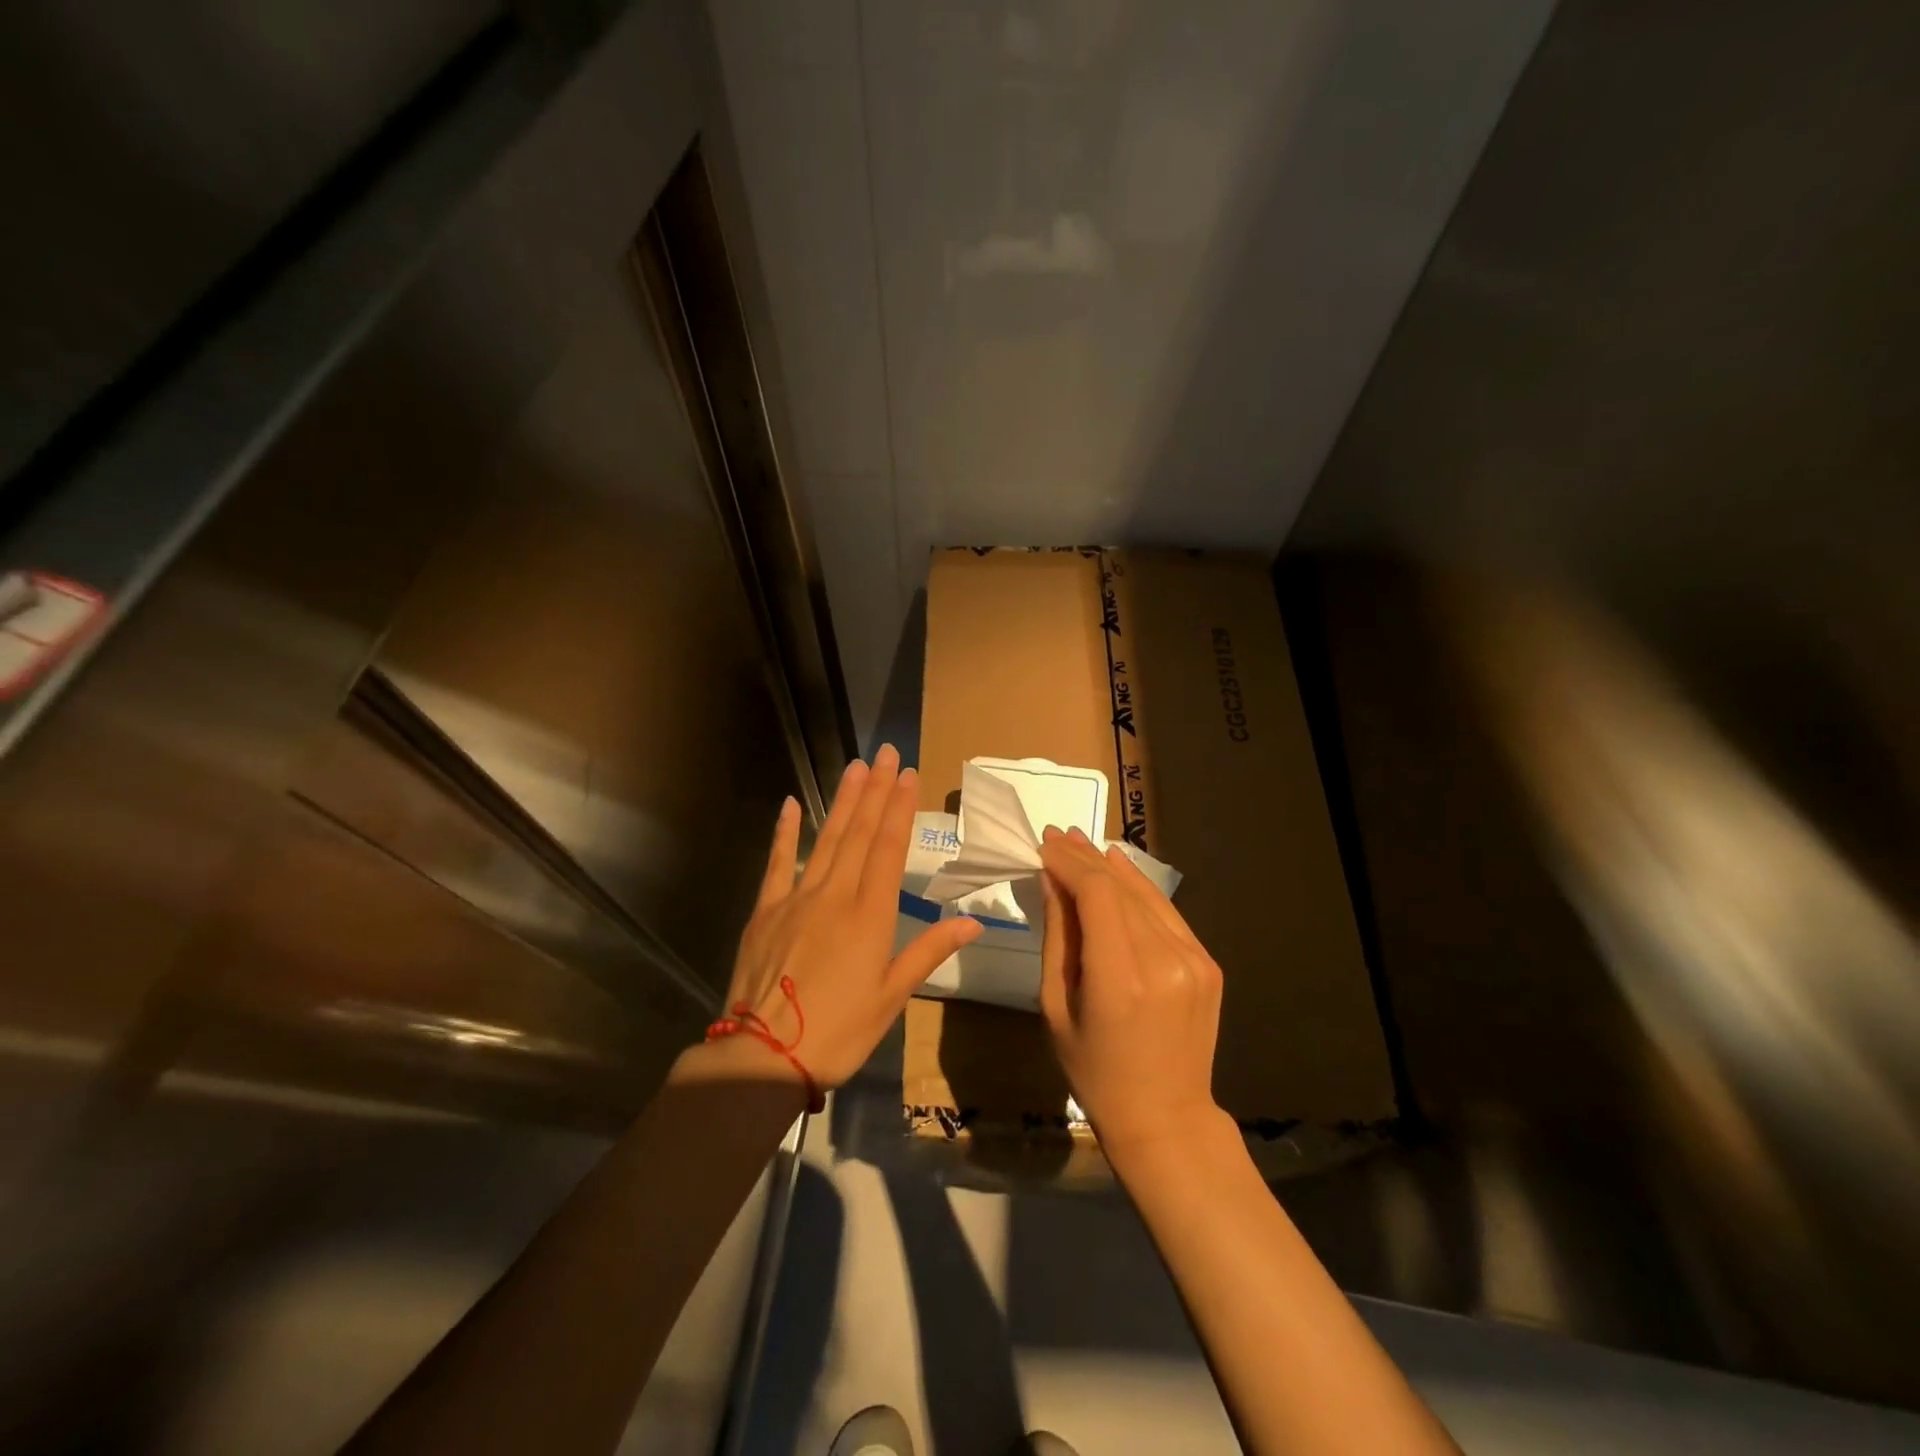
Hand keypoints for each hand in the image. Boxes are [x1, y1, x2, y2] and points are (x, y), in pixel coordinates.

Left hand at [723, 744, 981, 1089]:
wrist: (763, 1056)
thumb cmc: (838, 1031)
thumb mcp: (892, 997)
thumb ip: (928, 951)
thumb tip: (973, 922)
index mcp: (870, 915)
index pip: (888, 848)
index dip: (899, 808)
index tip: (908, 774)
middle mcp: (835, 895)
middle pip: (859, 833)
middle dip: (875, 791)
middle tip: (886, 754)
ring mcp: (796, 898)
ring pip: (826, 839)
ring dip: (843, 801)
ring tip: (856, 767)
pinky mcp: (765, 910)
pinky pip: (778, 862)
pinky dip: (785, 832)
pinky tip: (792, 804)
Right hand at [1038, 826, 1225, 1160]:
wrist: (1165, 1118)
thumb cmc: (1094, 1072)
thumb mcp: (1057, 1007)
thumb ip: (1058, 937)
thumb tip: (1052, 880)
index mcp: (1121, 979)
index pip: (1096, 895)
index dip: (1069, 863)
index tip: (1044, 844)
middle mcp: (1164, 961)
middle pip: (1120, 888)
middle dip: (1084, 858)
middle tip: (1056, 835)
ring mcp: (1193, 960)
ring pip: (1146, 894)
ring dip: (1110, 866)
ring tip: (1080, 842)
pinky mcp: (1208, 963)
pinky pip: (1166, 913)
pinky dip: (1139, 887)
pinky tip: (1118, 867)